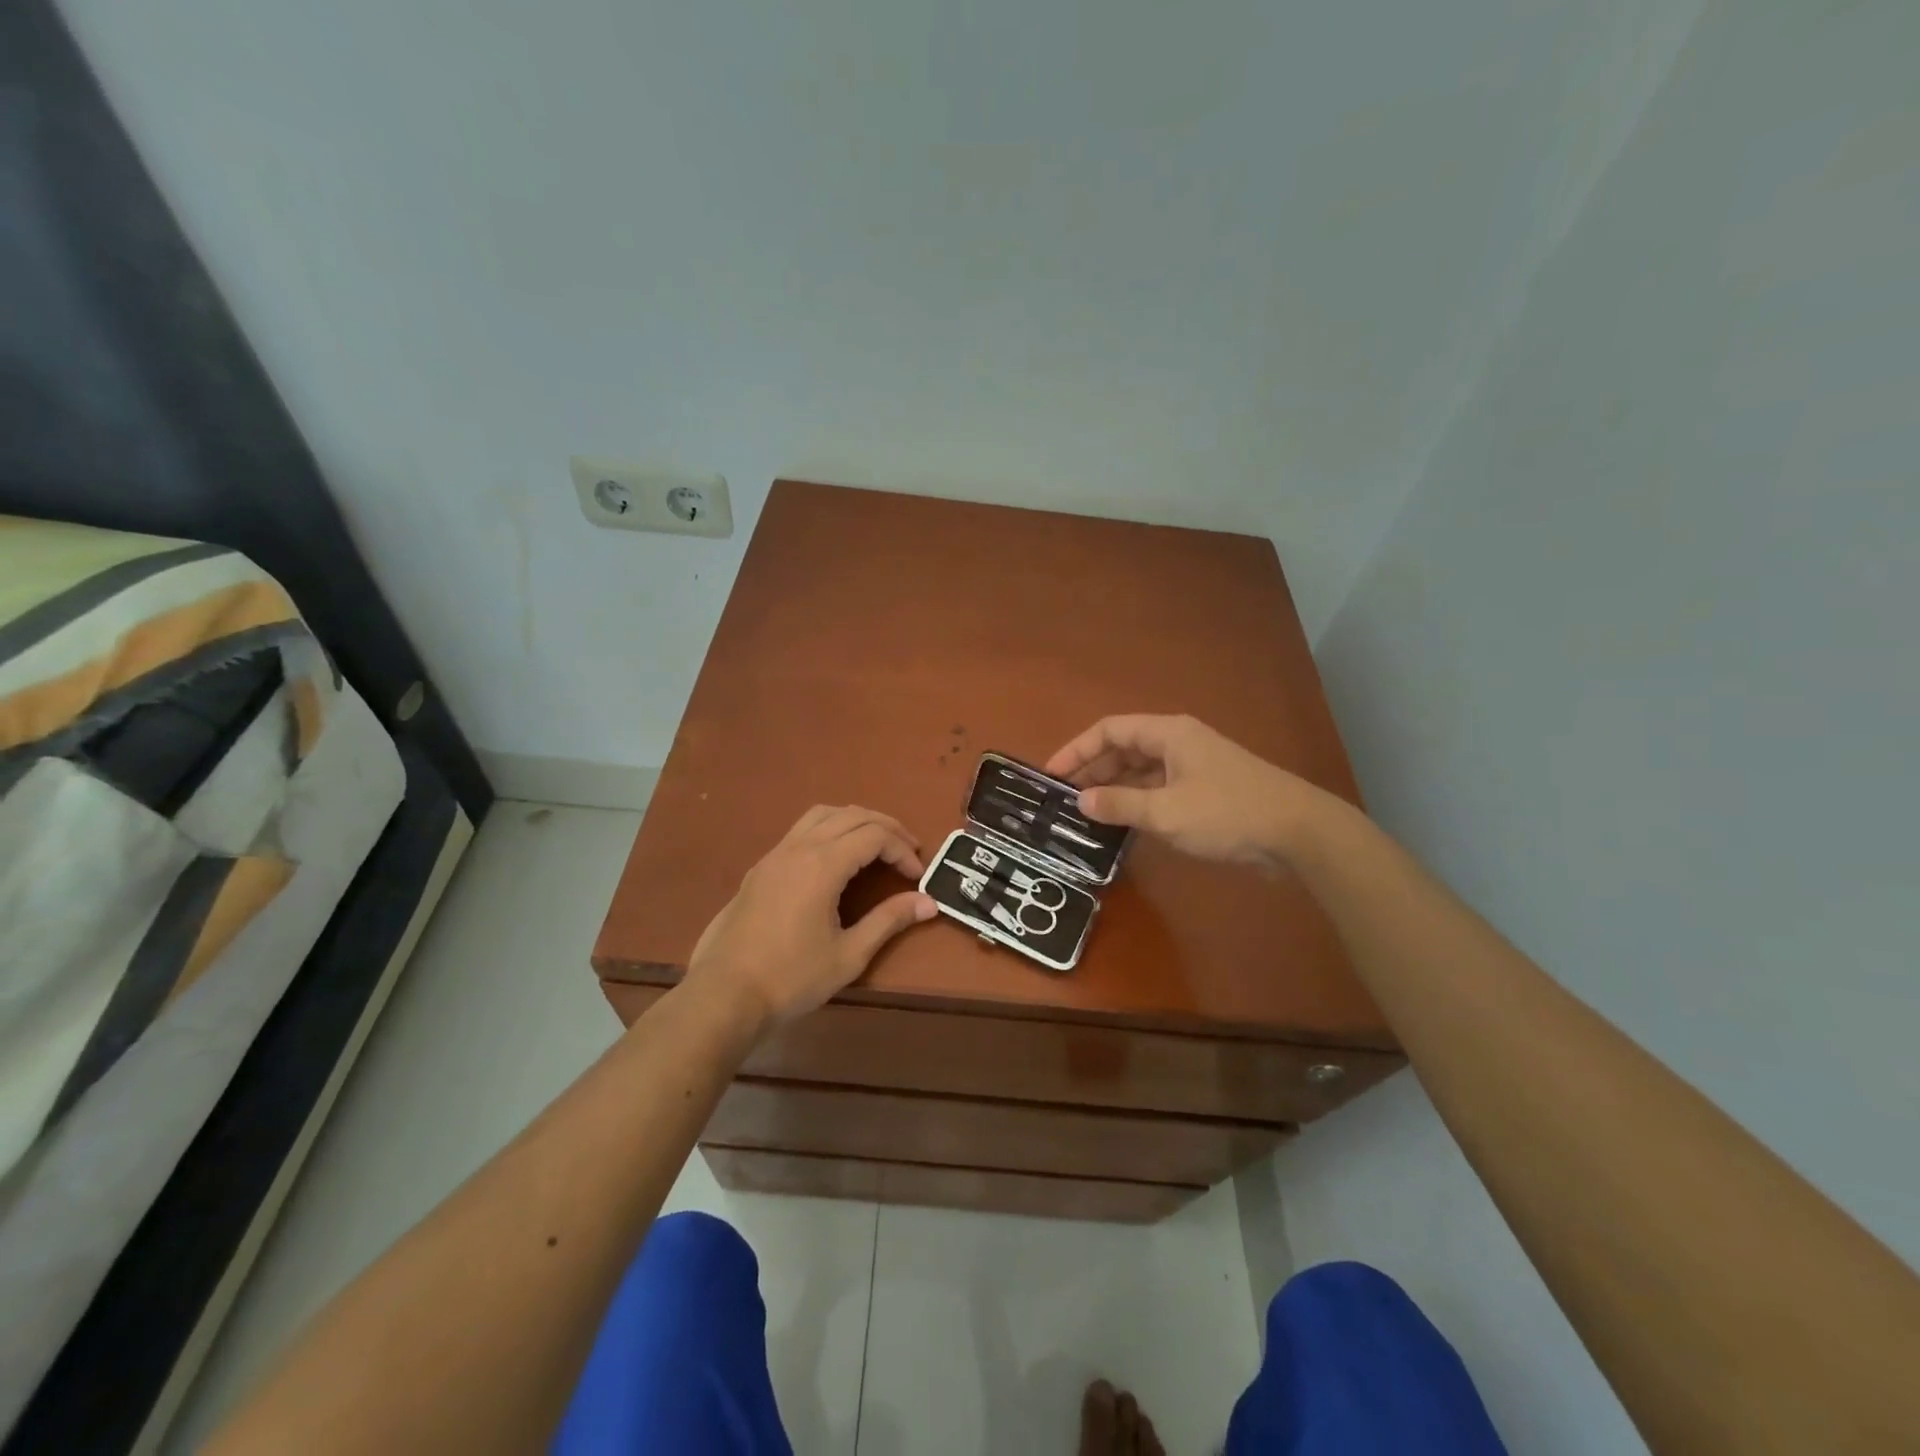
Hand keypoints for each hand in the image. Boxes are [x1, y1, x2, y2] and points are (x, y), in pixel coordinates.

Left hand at [686, 805, 936, 1031]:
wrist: (724, 994)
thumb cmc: (791, 977)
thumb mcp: (849, 954)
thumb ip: (889, 920)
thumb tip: (928, 903)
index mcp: (822, 864)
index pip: (874, 836)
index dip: (902, 850)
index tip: (917, 876)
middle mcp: (799, 847)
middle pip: (852, 815)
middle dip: (886, 828)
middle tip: (908, 851)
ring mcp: (775, 854)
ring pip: (823, 814)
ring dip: (856, 820)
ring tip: (876, 844)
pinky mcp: (761, 867)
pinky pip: (802, 829)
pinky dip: (830, 829)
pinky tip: (837, 857)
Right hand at [1045, 714, 1321, 867]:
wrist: (1298, 833)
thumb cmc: (1227, 813)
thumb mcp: (1166, 812)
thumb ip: (1120, 805)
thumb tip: (1080, 802)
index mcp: (1168, 734)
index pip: (1109, 730)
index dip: (1077, 749)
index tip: (1051, 775)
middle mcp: (1178, 742)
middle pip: (1124, 748)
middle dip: (1093, 771)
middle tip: (1064, 799)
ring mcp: (1194, 766)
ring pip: (1141, 770)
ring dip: (1114, 788)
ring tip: (1086, 813)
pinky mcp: (1206, 790)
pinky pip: (1159, 788)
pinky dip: (1137, 801)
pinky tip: (1123, 823)